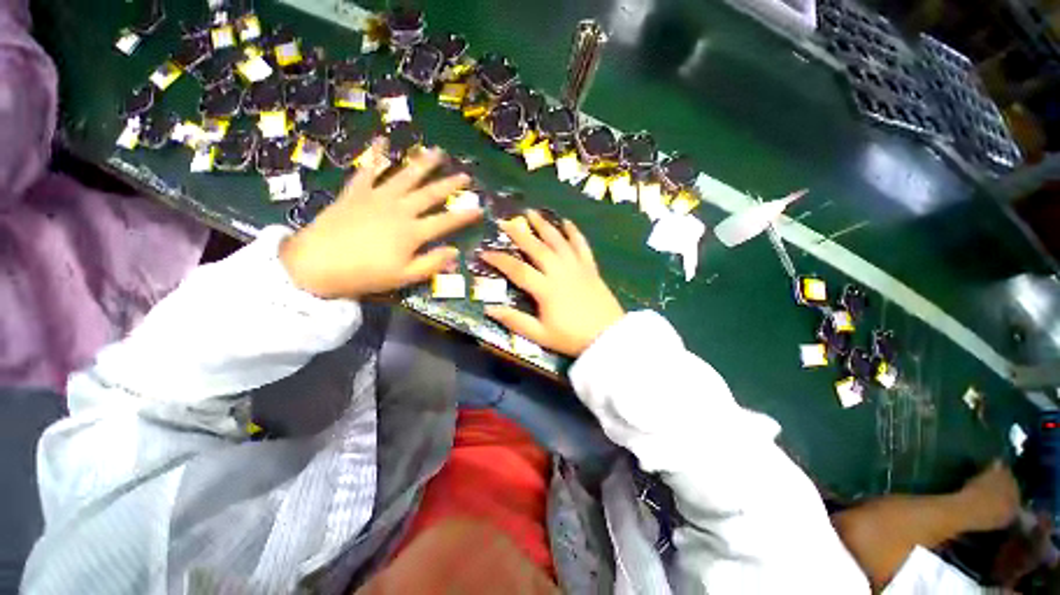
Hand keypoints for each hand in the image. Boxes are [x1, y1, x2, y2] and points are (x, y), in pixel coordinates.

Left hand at [280, 141, 481, 298]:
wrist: (315, 264)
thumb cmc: (364, 275)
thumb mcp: (403, 277)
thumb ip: (431, 264)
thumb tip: (454, 252)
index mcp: (412, 232)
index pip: (446, 222)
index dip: (465, 216)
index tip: (481, 208)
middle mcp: (399, 209)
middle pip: (430, 194)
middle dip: (450, 184)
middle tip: (465, 175)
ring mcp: (377, 197)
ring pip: (405, 176)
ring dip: (423, 163)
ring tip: (437, 152)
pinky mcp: (356, 192)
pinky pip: (368, 170)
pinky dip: (375, 154)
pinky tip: (382, 140)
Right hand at [482, 210, 623, 356]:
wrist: (608, 337)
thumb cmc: (572, 338)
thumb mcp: (540, 335)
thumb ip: (515, 321)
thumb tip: (489, 309)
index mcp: (546, 289)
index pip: (517, 270)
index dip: (499, 260)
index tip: (484, 252)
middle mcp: (560, 272)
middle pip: (537, 248)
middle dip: (519, 234)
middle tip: (505, 221)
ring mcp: (577, 267)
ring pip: (558, 241)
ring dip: (544, 225)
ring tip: (531, 212)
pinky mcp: (590, 268)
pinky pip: (582, 245)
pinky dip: (574, 232)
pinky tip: (567, 222)